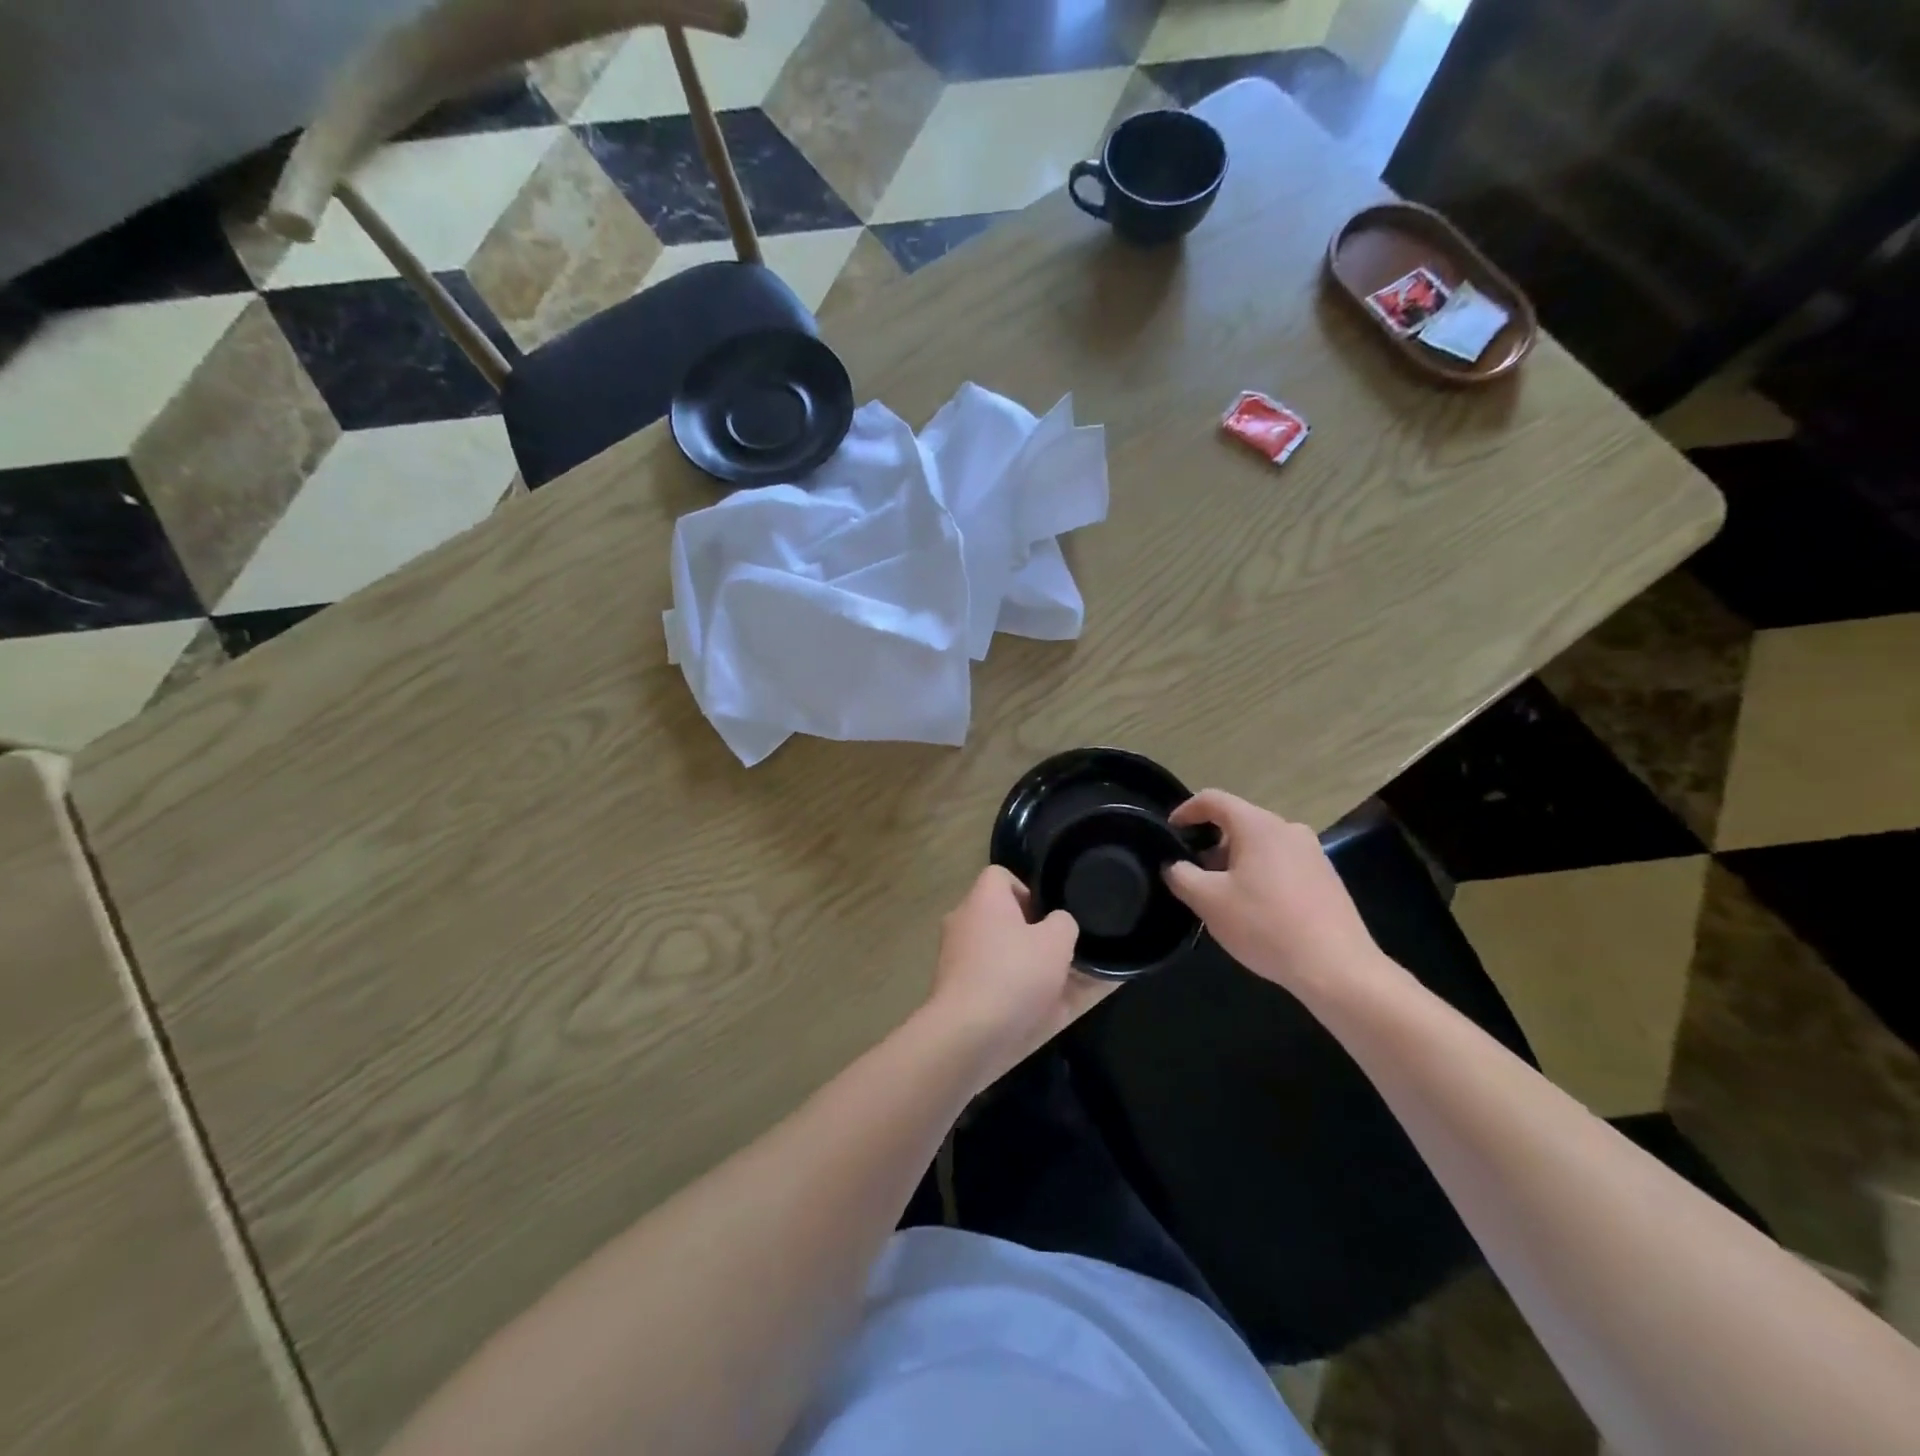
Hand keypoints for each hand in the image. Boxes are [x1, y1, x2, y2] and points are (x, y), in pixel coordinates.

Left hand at [928, 867, 1114, 1084]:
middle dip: (1031, 934)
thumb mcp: (1057, 942)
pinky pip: (990, 981)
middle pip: (1000, 917)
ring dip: (1026, 966)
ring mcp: (954, 957)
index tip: (1047, 917)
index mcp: (982, 899)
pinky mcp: (954, 990)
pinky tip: (1039, 1011)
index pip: (1000, 876)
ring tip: (1058, 987)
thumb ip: (1063, 924)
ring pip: (998, 952)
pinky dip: (1012, 991)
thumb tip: (1057, 923)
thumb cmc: (1014, 974)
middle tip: (1057, 953)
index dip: (1027, 890)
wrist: (967, 1033)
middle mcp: (962, 921)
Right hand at [1164, 790, 1382, 995]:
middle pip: (1238, 822)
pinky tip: (1255, 910)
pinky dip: (1259, 875)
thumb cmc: (1265, 926)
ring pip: (1260, 845)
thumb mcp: (1209, 901)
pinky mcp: (1325, 877)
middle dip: (1209, 844)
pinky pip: (1281, 863)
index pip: (1213, 800)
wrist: (1338, 968)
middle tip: (1192, 874)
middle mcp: (1288, 829)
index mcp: (1258, 825)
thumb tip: (1175, 865)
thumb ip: (1182, 876)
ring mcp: (1312, 853)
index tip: (1169, 833)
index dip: (1185, 811)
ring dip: (1234, 862)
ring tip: (1221, 896)